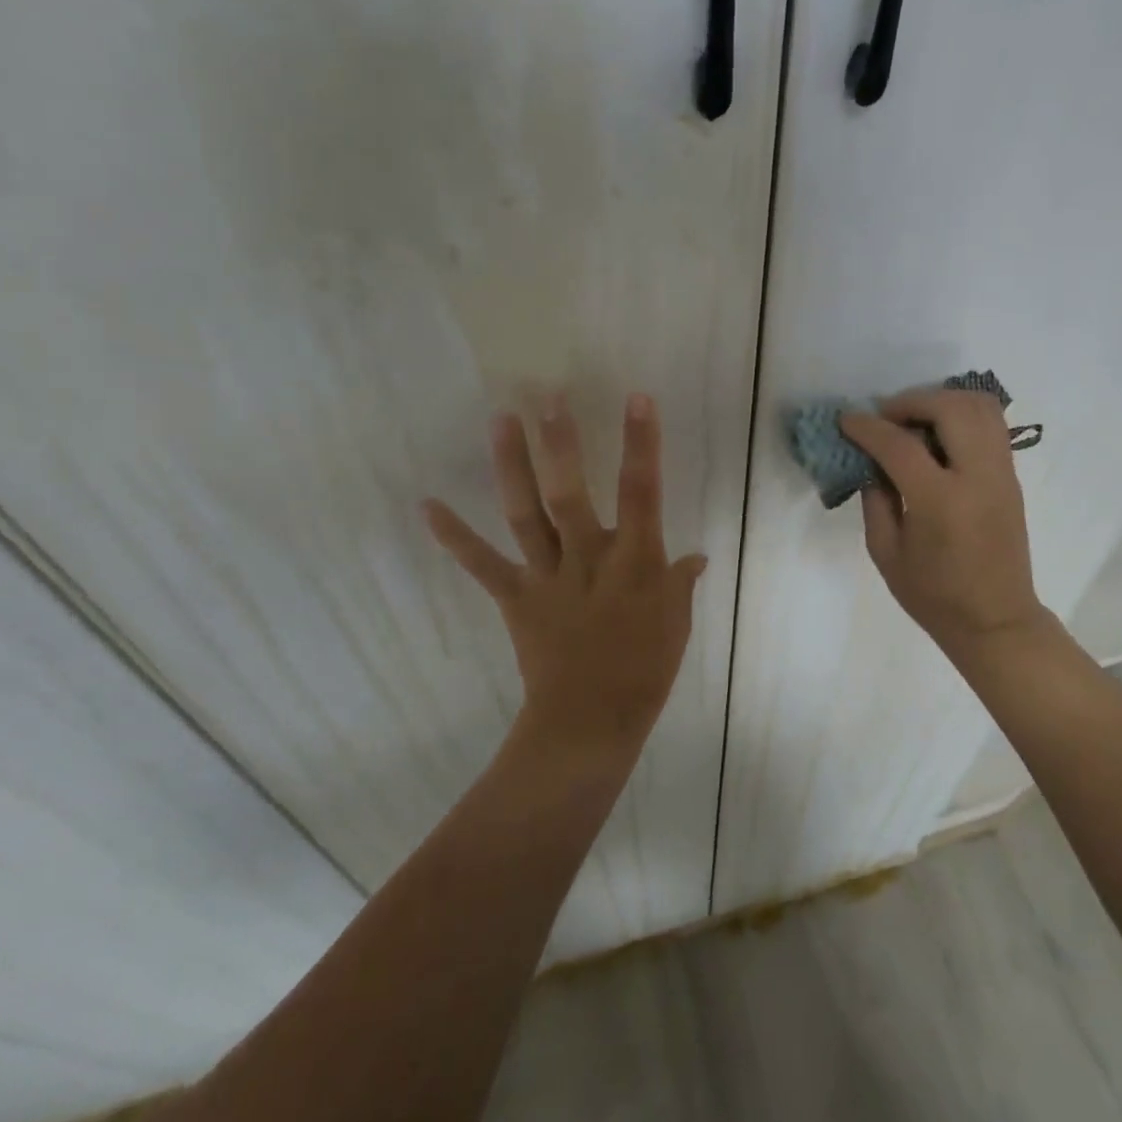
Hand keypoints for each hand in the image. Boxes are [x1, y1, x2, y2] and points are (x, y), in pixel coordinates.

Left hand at [423, 393, 706, 764]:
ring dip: (511, 467)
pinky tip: (427, 506)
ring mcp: (547, 577)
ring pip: (527, 516)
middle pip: (571, 494)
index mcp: (636, 562)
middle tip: (548, 396)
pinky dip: (454, 537)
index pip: (642, 492)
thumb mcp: (676, 624)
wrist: (589, 724)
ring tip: (501, 420)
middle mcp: (589, 559)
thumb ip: (680, 584)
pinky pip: (483, 565)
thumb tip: (695, 557)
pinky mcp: (516, 598)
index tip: (637, 398)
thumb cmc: (643, 671)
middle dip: (562, 444)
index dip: (642, 444)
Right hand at [839, 390, 1050, 660]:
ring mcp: (1001, 473)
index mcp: (941, 502)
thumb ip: (875, 500)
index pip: (900, 445)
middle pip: (950, 408)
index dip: (867, 427)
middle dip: (911, 402)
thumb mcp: (886, 553)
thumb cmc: (934, 596)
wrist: (996, 620)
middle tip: (885, 418)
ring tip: (913, 421)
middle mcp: (978, 477)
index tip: (846, 420)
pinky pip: (991, 425)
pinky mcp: (1011, 476)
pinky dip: (961, 415)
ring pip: (980, 406)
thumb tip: (871, 462)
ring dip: (941, 401)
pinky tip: (936, 436)